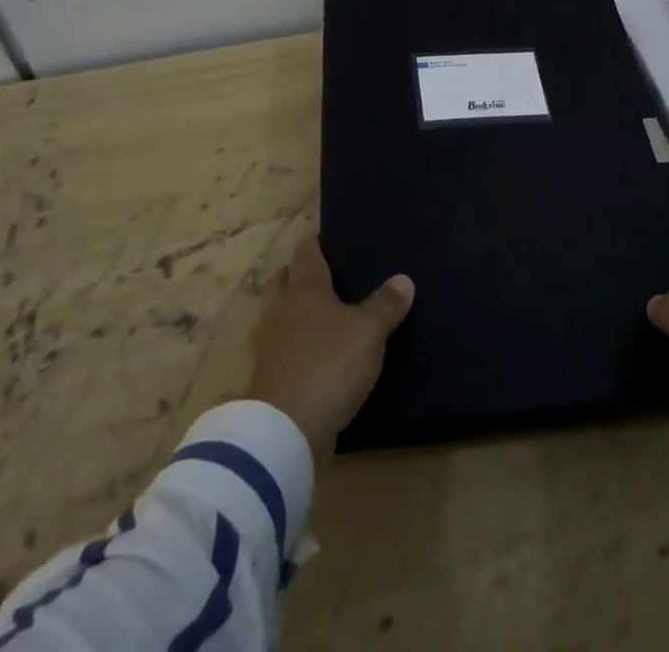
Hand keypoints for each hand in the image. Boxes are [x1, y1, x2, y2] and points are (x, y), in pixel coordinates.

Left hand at [246, 236, 414, 461]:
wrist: (284, 429)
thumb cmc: (329, 365)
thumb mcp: (369, 333)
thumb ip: (386, 305)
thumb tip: (404, 279)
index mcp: (305, 289)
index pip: (307, 254)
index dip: (315, 244)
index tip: (325, 239)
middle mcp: (281, 309)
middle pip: (283, 280)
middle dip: (296, 274)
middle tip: (320, 276)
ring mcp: (267, 344)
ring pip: (275, 314)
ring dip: (289, 311)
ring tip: (314, 316)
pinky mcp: (264, 378)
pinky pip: (276, 349)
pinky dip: (288, 346)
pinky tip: (307, 355)